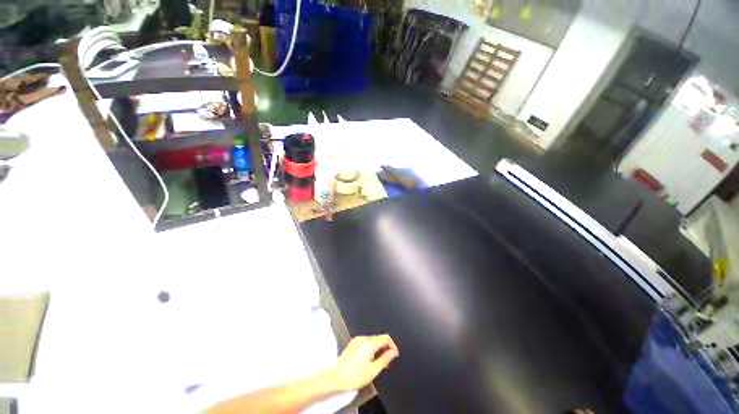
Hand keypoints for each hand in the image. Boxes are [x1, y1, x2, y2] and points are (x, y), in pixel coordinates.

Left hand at [326, 334, 398, 391]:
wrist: (335, 379)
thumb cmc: (355, 376)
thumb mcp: (375, 369)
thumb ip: (386, 358)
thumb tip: (392, 352)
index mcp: (367, 343)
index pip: (385, 338)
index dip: (393, 346)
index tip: (394, 356)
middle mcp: (360, 340)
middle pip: (378, 339)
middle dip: (385, 349)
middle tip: (387, 362)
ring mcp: (354, 343)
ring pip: (372, 342)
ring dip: (378, 351)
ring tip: (378, 364)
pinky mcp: (350, 347)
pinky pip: (364, 345)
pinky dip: (370, 351)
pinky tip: (369, 362)